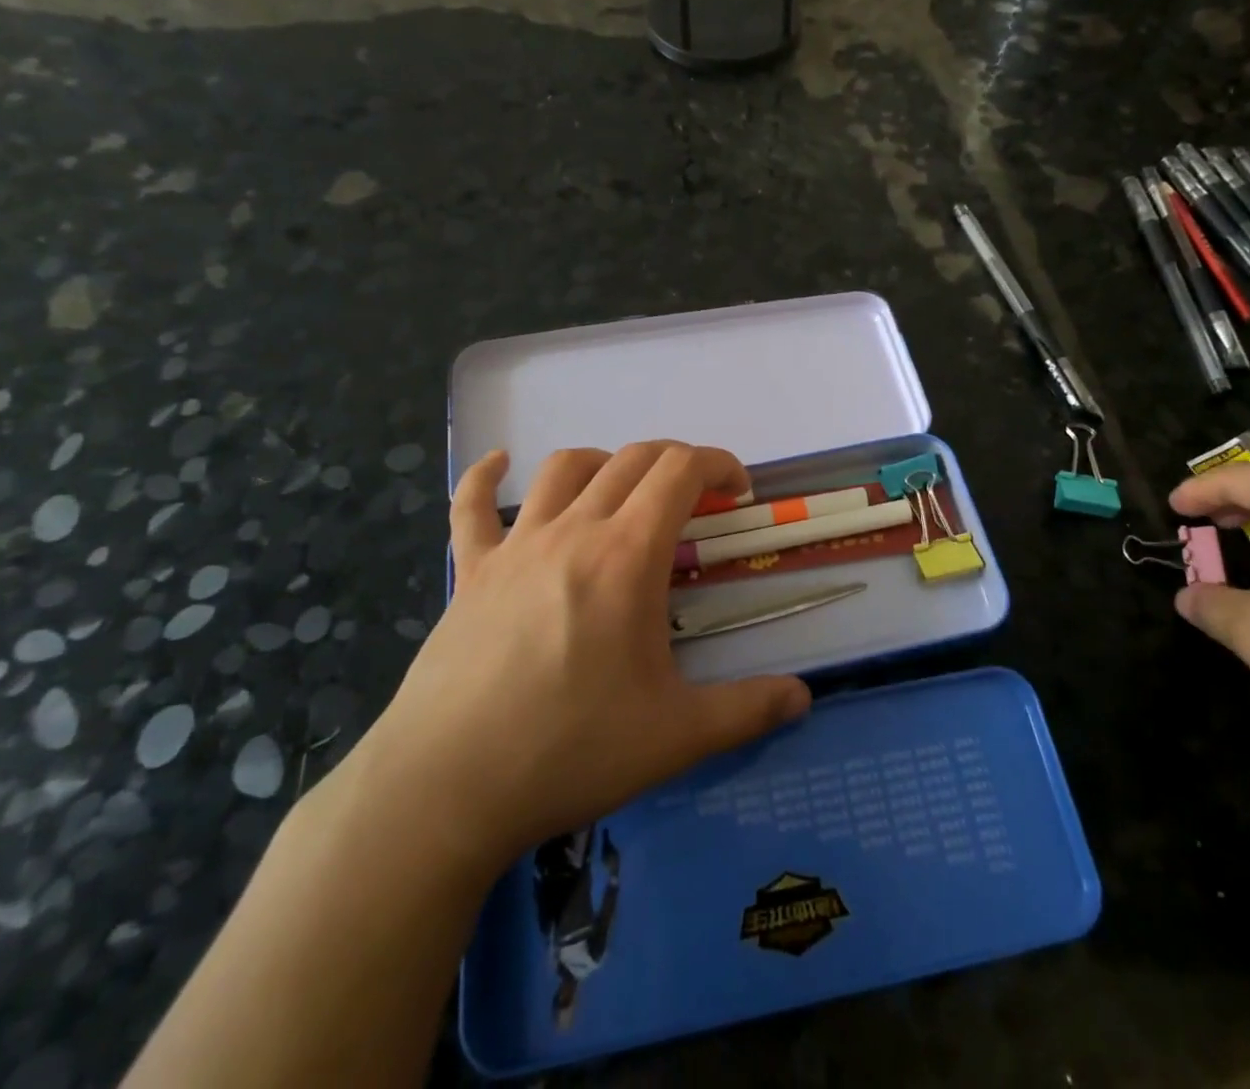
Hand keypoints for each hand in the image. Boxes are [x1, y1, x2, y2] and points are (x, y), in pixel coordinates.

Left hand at [370, 442, 810, 869]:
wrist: (446, 788)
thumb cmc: (569, 752)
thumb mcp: (676, 737)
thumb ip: (747, 710)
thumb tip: (803, 698)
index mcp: (627, 556)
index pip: (681, 471)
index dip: (718, 464)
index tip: (738, 491)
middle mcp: (573, 531)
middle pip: (632, 460)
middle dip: (675, 463)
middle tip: (697, 498)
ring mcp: (515, 546)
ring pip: (563, 469)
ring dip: (605, 463)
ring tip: (623, 489)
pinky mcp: (471, 572)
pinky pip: (471, 507)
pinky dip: (484, 477)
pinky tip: (497, 464)